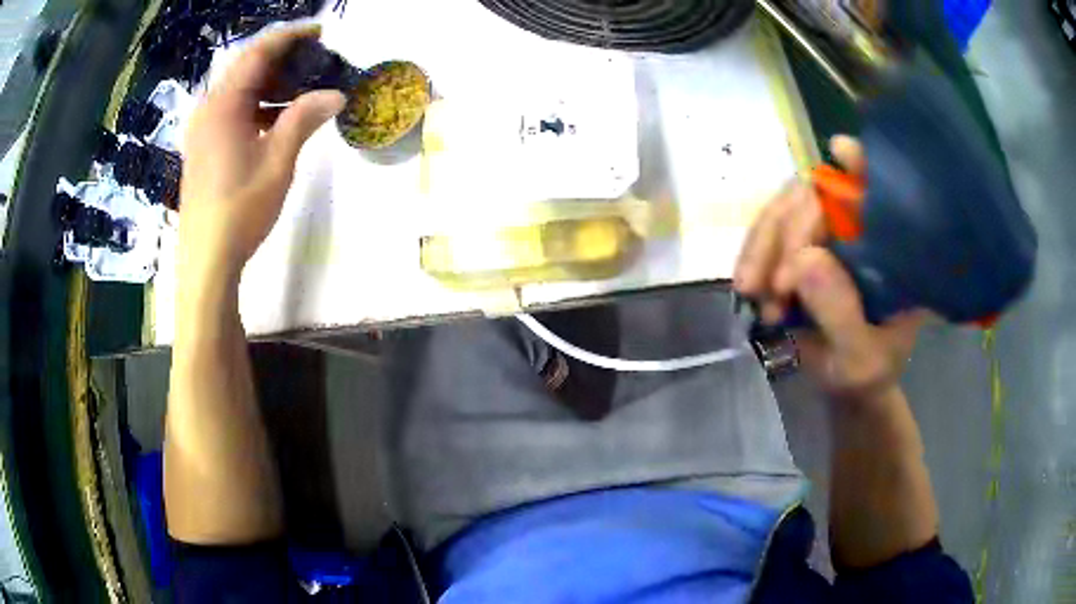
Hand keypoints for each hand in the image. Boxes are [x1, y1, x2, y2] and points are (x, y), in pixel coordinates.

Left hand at [178, 26, 345, 285]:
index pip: (257, 53)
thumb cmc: (240, 209)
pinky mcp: (204, 147)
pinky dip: (257, 106)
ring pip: (239, 90)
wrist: (207, 260)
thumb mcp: (278, 161)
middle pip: (246, 68)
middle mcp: (208, 109)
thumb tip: (336, 94)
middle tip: (315, 61)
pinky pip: (232, 111)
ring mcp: (202, 129)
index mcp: (222, 105)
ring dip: (270, 84)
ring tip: (303, 88)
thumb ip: (304, 119)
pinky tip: (278, 117)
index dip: (289, 36)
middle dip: (281, 59)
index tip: (319, 32)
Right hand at [734, 136, 924, 399]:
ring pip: (787, 208)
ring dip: (762, 244)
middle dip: (788, 231)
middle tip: (771, 286)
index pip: (882, 193)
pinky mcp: (799, 245)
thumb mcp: (860, 360)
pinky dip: (752, 254)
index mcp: (894, 252)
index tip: (839, 152)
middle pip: (820, 194)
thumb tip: (803, 260)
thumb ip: (841, 316)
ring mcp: (828, 234)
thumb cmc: (866, 374)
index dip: (862, 165)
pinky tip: (747, 286)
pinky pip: (769, 231)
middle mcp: (861, 230)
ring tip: (751, 291)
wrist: (844, 385)